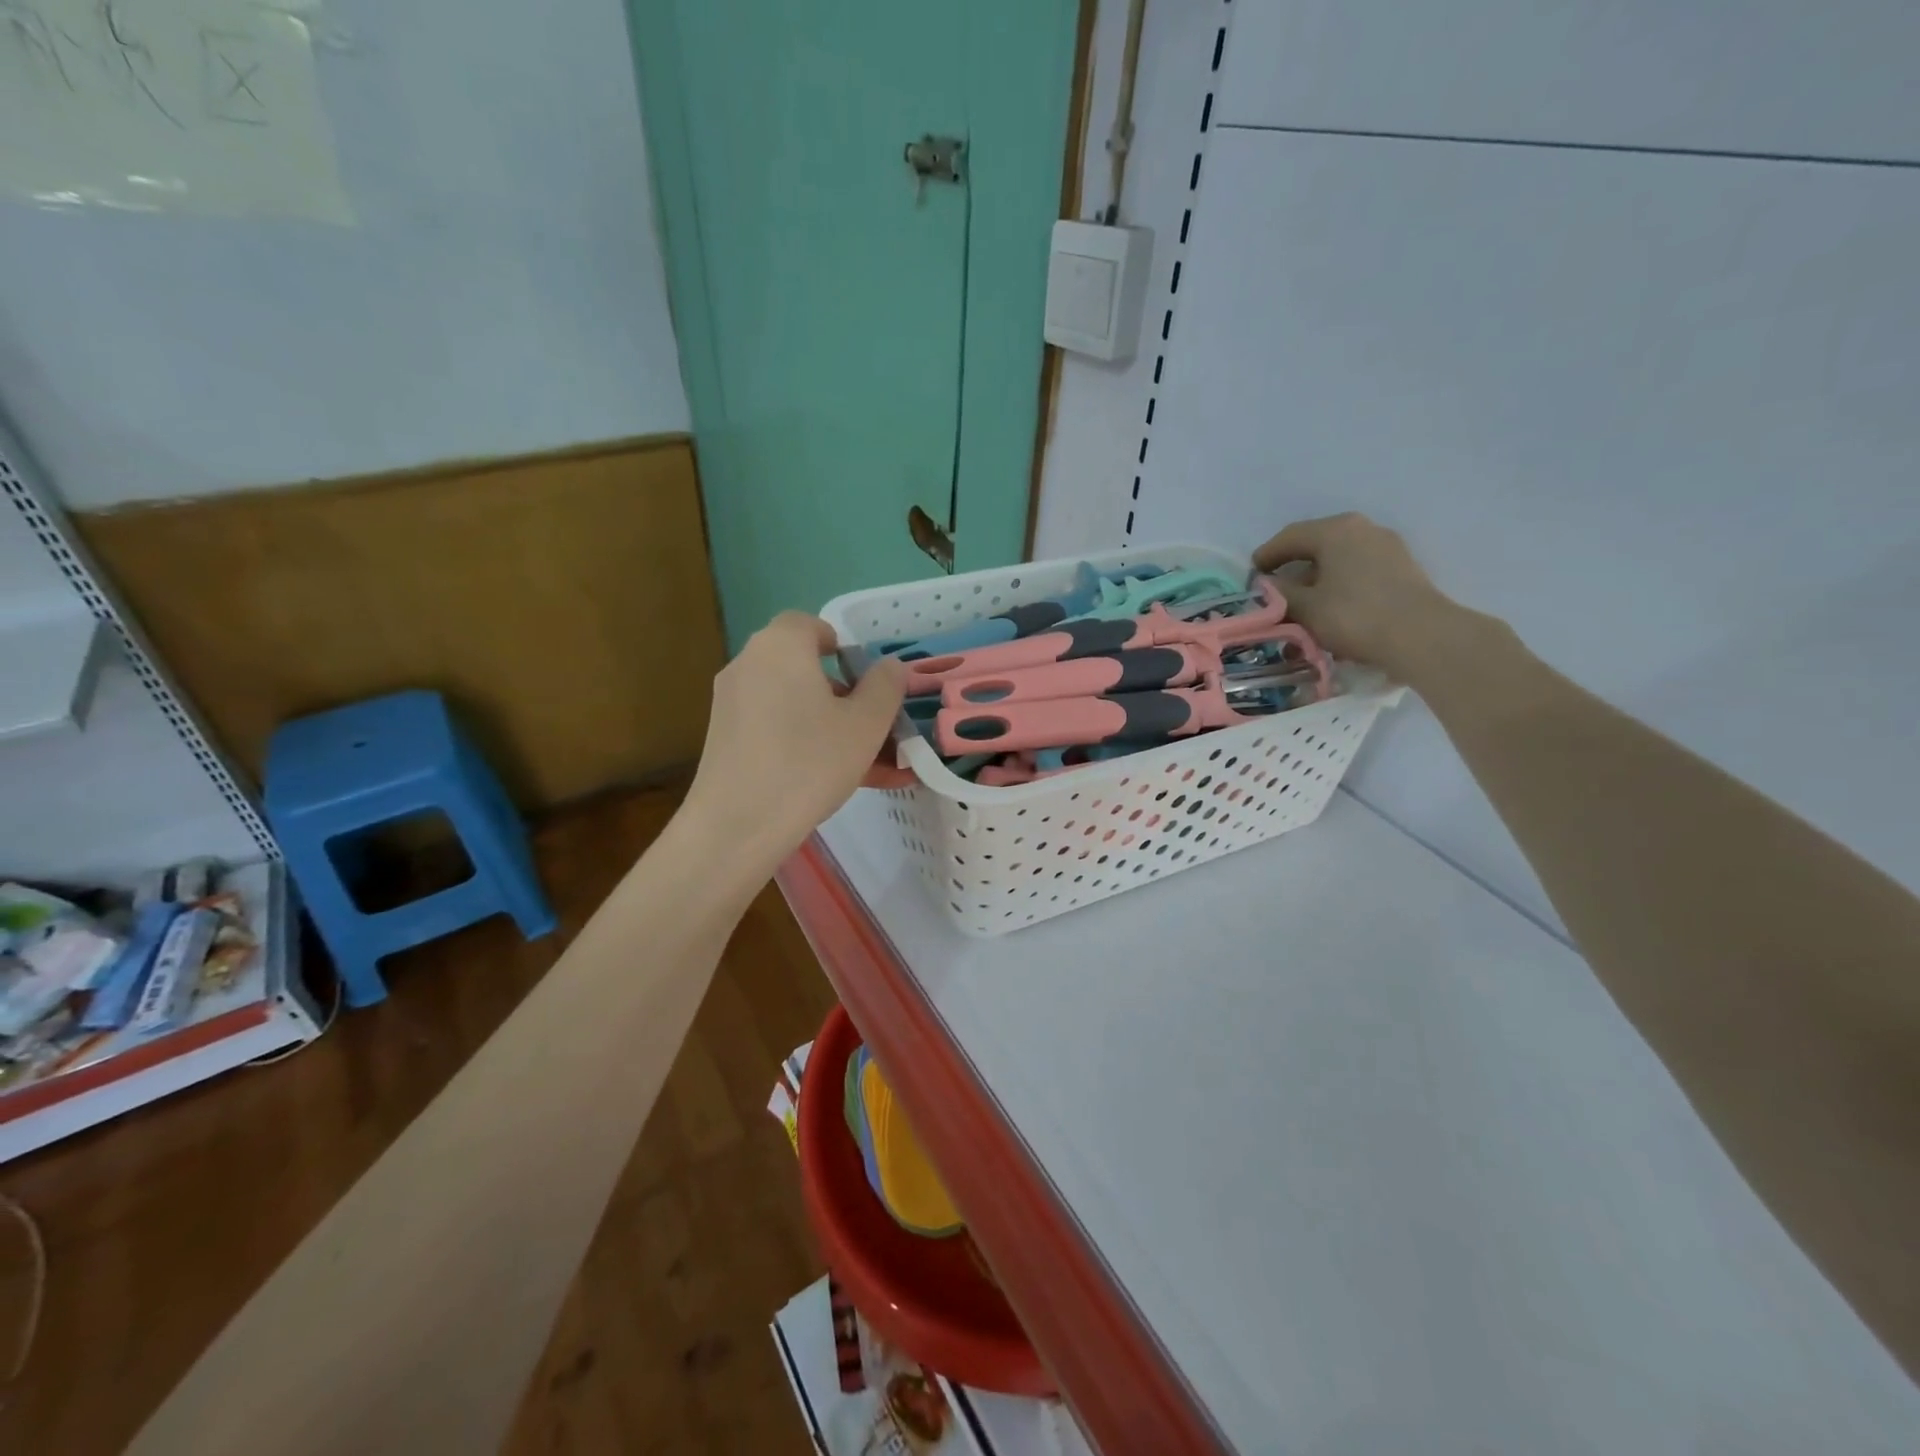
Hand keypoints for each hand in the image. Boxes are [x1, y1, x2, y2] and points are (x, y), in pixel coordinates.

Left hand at [685, 613, 907, 859]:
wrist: (737, 825)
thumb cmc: (809, 761)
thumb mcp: (865, 724)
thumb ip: (885, 687)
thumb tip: (889, 667)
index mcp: (781, 647)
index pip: (809, 624)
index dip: (840, 645)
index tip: (866, 677)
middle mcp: (750, 666)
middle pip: (805, 669)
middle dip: (848, 696)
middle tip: (880, 727)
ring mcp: (733, 705)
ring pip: (797, 706)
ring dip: (835, 728)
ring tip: (878, 767)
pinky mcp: (726, 741)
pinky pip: (779, 732)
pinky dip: (809, 745)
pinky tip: (846, 782)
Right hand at [1253, 513, 1459, 675]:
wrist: (1421, 636)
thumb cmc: (1354, 615)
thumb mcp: (1305, 607)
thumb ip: (1280, 593)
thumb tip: (1268, 585)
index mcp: (1335, 530)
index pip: (1290, 536)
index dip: (1266, 555)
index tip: (1252, 574)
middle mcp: (1362, 529)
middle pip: (1317, 544)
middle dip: (1293, 565)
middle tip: (1276, 587)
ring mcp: (1387, 546)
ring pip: (1340, 557)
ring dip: (1318, 576)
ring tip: (1303, 600)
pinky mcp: (1402, 567)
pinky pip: (1359, 569)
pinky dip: (1339, 582)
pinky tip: (1333, 605)